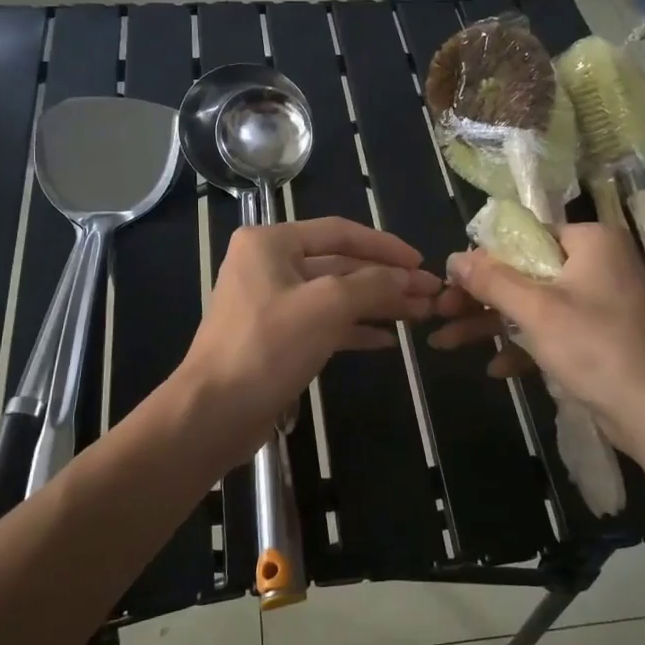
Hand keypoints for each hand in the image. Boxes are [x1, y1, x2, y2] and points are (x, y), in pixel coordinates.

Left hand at [171, 216, 441, 463]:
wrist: (214, 413)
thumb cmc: (267, 347)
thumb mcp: (326, 307)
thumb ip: (372, 284)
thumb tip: (408, 279)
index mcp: (271, 243)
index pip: (340, 232)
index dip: (385, 246)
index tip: (421, 262)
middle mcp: (268, 265)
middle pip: (340, 264)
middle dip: (385, 279)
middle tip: (429, 294)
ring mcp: (272, 302)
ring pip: (335, 295)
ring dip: (376, 304)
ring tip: (418, 315)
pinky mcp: (277, 337)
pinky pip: (323, 323)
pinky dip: (354, 329)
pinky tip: (387, 339)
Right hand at [431, 223, 644, 451]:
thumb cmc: (596, 348)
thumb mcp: (536, 311)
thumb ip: (492, 281)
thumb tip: (453, 258)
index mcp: (591, 242)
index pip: (525, 237)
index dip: (483, 259)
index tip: (450, 282)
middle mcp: (598, 264)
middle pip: (524, 273)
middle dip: (480, 299)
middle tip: (440, 314)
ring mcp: (599, 302)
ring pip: (533, 305)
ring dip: (492, 325)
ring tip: (446, 342)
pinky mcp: (599, 336)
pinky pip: (552, 330)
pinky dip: (524, 346)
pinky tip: (497, 368)